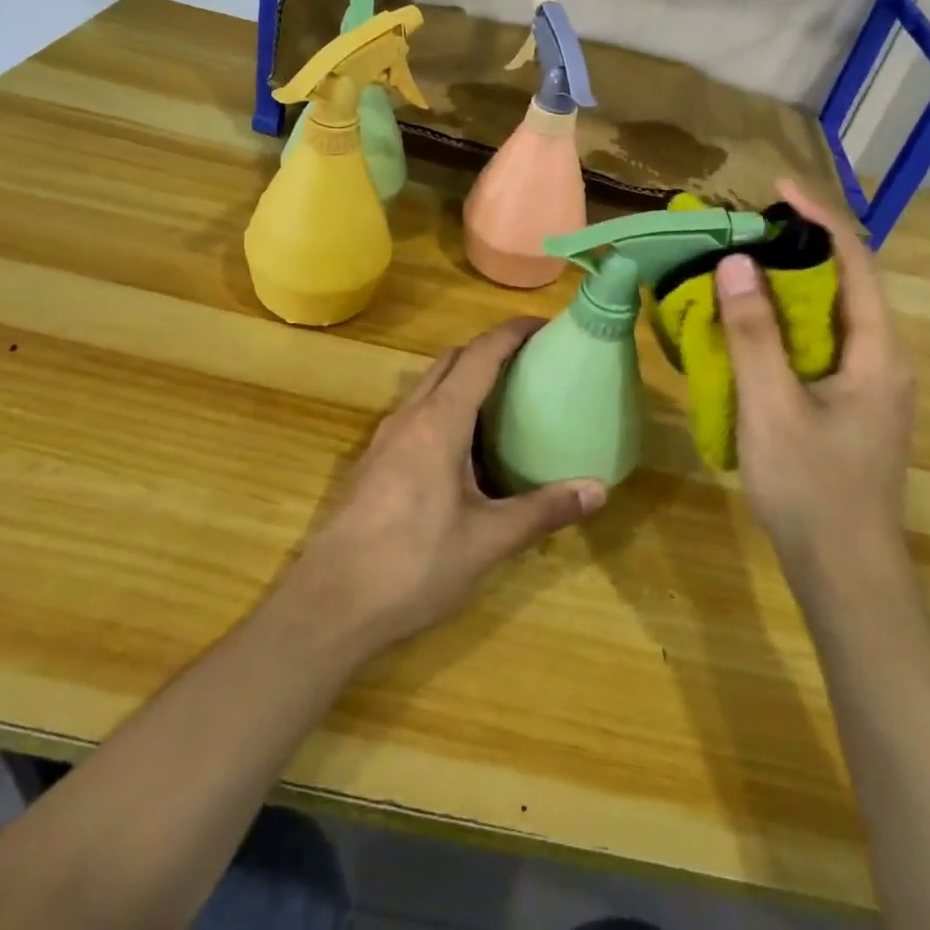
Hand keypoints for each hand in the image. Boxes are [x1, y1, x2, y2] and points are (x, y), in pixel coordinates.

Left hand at [286, 318, 607, 656]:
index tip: (544, 325)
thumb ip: (543, 511)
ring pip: (429, 383)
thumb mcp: (488, 541)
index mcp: (439, 421)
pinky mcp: (375, 461)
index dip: (512, 332)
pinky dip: (446, 404)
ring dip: (464, 374)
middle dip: (490, 348)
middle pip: (452, 359)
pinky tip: (464, 444)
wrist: (329, 604)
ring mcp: (386, 438)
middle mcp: (410, 416)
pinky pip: (417, 411)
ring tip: (504, 396)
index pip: (480, 354)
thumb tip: (599, 489)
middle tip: (530, 361)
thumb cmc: (413, 564)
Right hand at [716, 179, 915, 581]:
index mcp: (878, 351)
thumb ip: (754, 333)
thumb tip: (736, 263)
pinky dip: (790, 320)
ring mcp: (873, 384)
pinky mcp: (854, 404)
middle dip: (802, 246)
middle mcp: (885, 358)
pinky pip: (824, 343)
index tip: (776, 190)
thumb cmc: (811, 489)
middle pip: (849, 281)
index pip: (856, 261)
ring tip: (745, 266)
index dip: (817, 219)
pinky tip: (755, 326)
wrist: (847, 574)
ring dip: (794, 283)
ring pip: (835, 314)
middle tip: (748, 230)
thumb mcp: (772, 407)